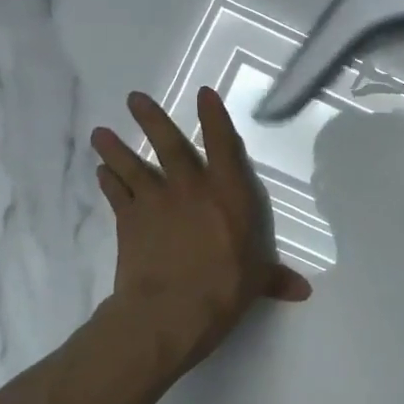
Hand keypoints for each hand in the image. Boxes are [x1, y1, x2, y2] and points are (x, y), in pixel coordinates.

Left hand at [90, 88, 310, 385]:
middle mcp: (191, 189)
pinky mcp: (129, 222)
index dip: (213, 117)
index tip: (203, 93)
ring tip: (100, 133)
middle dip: (151, 120)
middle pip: (169, 146)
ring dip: (115, 149)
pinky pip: (116, 195)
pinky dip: (107, 182)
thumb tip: (303, 291)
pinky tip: (100, 173)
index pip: (223, 146)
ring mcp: (156, 202)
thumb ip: (276, 279)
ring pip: (133, 166)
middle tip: (134, 98)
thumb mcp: (257, 282)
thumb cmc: (224, 289)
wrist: (170, 310)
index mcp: (228, 194)